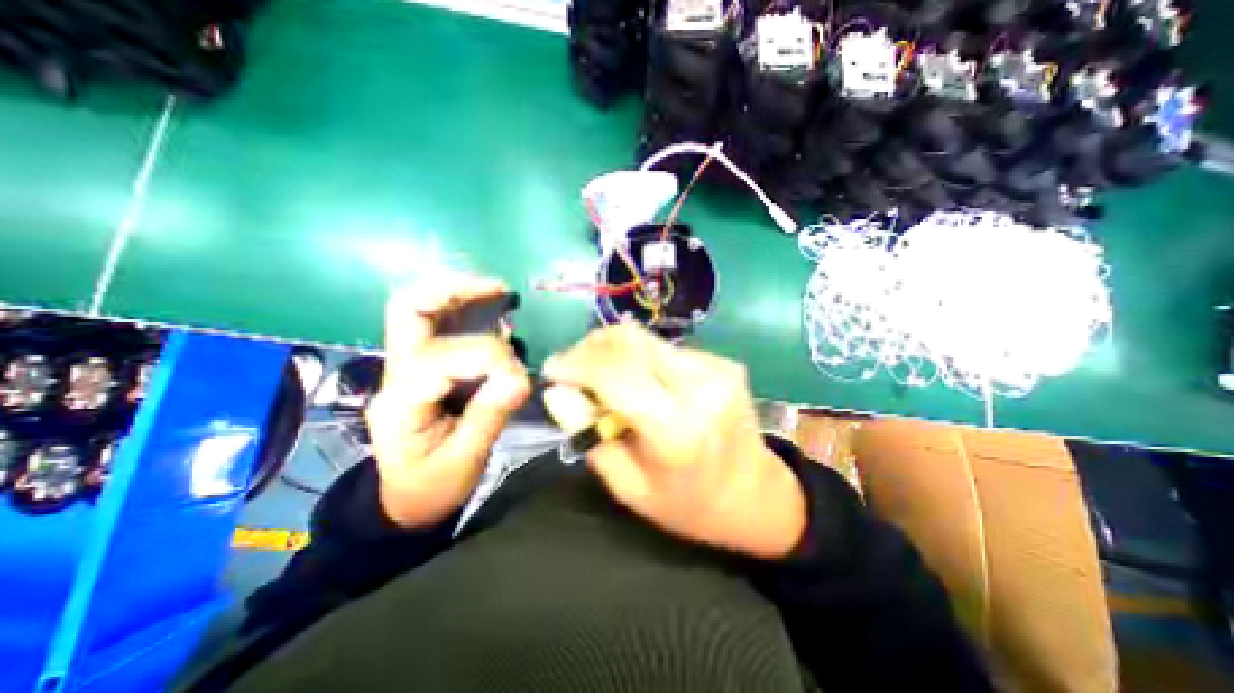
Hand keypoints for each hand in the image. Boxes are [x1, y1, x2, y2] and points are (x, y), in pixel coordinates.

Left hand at [360, 277, 527, 531]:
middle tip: (497, 288)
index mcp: (401, 402)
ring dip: (458, 292)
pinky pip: (438, 324)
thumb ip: (490, 415)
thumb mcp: (464, 461)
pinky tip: (491, 308)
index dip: (488, 358)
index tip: (519, 377)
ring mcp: (405, 366)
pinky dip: (464, 308)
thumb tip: (520, 378)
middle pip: (406, 310)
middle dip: (451, 291)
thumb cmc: (432, 486)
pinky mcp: (423, 366)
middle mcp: (396, 374)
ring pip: (418, 309)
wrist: (405, 500)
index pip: (442, 359)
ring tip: (497, 290)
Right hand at [544, 323, 805, 557]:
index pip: (614, 372)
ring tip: (603, 376)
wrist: (756, 495)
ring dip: (615, 352)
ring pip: (646, 340)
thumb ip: (589, 434)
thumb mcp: (628, 485)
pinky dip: (642, 359)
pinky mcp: (724, 362)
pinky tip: (642, 382)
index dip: (575, 363)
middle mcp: (699, 386)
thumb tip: (558, 391)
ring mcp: (717, 368)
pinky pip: (667, 349)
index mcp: (675, 427)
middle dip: (591, 347)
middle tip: (574, 367)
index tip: (552, 368)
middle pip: (630, 340)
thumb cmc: (688, 504)